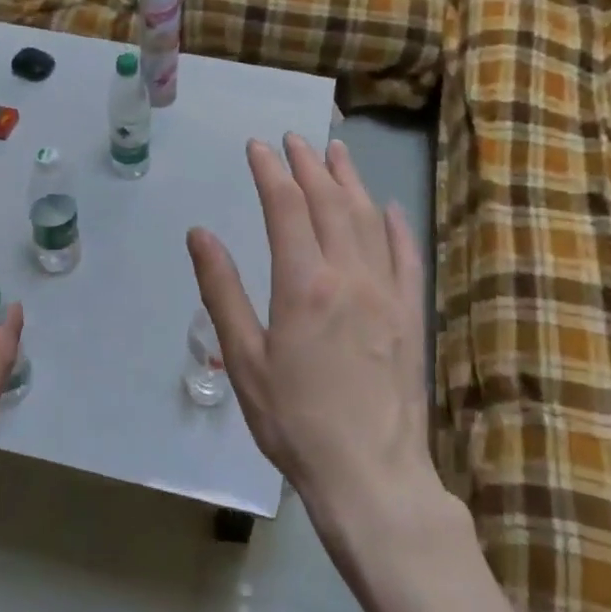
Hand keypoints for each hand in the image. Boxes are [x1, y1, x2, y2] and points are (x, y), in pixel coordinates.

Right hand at [187, 134, 432, 537]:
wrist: (369, 472)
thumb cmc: (293, 420)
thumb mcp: (244, 359)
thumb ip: (222, 291)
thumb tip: (200, 234)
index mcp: (303, 284)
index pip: (285, 207)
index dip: (270, 171)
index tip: (258, 147)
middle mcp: (348, 275)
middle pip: (328, 202)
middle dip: (309, 165)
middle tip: (294, 139)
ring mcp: (386, 292)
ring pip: (368, 218)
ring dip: (350, 180)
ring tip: (336, 152)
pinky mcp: (410, 313)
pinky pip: (406, 254)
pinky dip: (395, 224)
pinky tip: (388, 206)